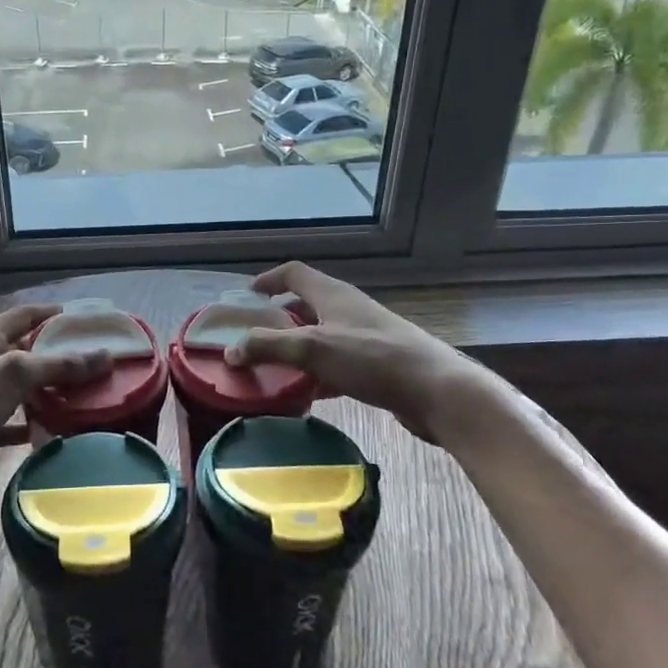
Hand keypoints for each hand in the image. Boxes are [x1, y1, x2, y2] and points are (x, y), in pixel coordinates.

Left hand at [0, 304, 109, 504]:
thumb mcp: (16, 373)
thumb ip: (60, 365)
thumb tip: (106, 356)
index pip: (22, 316)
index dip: (50, 314)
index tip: (82, 319)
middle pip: (23, 354)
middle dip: (55, 357)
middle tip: (91, 363)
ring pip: (19, 390)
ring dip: (46, 392)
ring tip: (83, 396)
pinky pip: (11, 422)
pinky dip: (32, 424)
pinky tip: (57, 430)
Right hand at [224, 262, 507, 447]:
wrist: (436, 391)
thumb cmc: (372, 359)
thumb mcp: (313, 349)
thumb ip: (268, 346)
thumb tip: (231, 350)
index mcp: (333, 294)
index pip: (293, 273)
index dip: (268, 279)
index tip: (246, 296)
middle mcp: (348, 309)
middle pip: (306, 305)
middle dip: (277, 319)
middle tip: (253, 338)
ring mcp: (364, 337)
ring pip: (321, 336)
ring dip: (296, 348)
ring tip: (273, 367)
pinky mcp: (376, 365)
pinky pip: (336, 363)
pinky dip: (317, 373)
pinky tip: (307, 394)